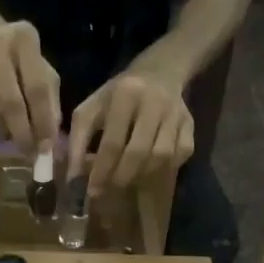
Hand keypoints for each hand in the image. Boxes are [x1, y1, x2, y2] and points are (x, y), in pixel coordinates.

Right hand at [0, 18, 61, 153]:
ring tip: (15, 137)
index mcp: (25, 39)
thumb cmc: (15, 52)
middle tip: (29, 152)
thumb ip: (49, 99)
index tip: (47, 146)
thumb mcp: (39, 66)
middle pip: (11, 103)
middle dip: (23, 133)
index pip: (37, 88)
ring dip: (6, 131)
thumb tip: (50, 138)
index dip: (43, 121)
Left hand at [67, 64, 194, 209]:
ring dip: (142, 174)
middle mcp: (155, 102)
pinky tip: (150, 167)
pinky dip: (164, 167)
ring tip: (127, 178)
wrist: (159, 71)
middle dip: (121, 177)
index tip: (92, 190)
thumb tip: (73, 178)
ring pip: (161, 157)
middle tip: (109, 188)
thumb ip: (78, 141)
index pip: (113, 142)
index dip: (101, 170)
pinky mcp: (190, 123)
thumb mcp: (91, 108)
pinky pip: (180, 155)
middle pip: (139, 152)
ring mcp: (176, 113)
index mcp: (126, 94)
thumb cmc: (117, 95)